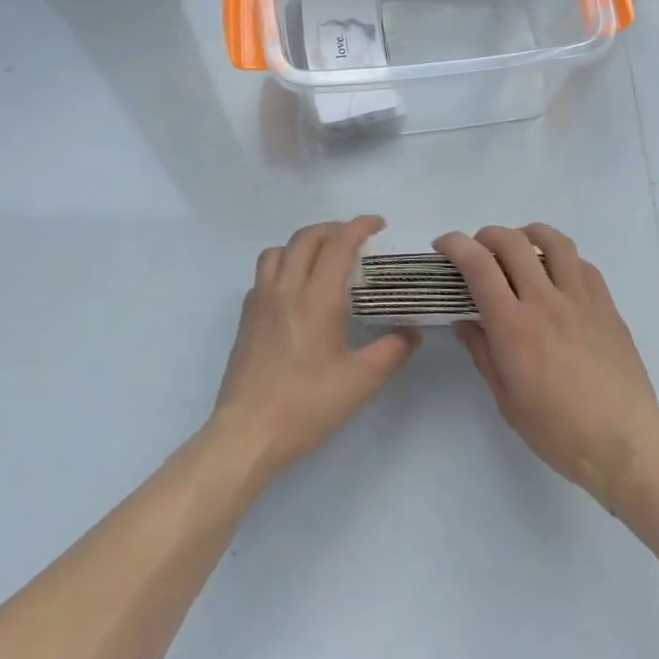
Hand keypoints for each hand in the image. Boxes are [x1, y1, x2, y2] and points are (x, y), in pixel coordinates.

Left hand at [208, 216, 419, 483]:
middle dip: (334, 229)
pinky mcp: (246, 316)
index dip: (360, 226)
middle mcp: (287, 287)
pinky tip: (294, 291)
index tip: (378, 225)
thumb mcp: (361, 382)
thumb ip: (392, 351)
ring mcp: (261, 300)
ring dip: (304, 244)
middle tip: (355, 240)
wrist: (248, 434)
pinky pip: (264, 274)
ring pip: (279, 249)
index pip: (339, 242)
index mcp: (317, 297)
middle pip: (307, 237)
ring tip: (322, 260)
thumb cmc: (307, 406)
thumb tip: (412, 332)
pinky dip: (283, 267)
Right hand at [437, 224, 658, 509]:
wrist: (624, 444)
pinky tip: (558, 275)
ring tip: (520, 247)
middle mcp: (544, 301)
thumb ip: (483, 352)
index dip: (455, 245)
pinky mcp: (606, 306)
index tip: (443, 246)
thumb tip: (464, 322)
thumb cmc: (557, 431)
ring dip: (528, 234)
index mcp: (513, 325)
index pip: (477, 265)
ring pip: (553, 241)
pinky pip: (582, 264)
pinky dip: (563, 259)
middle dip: (486, 235)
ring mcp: (579, 299)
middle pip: (511, 242)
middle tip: (478, 250)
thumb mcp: (506, 399)